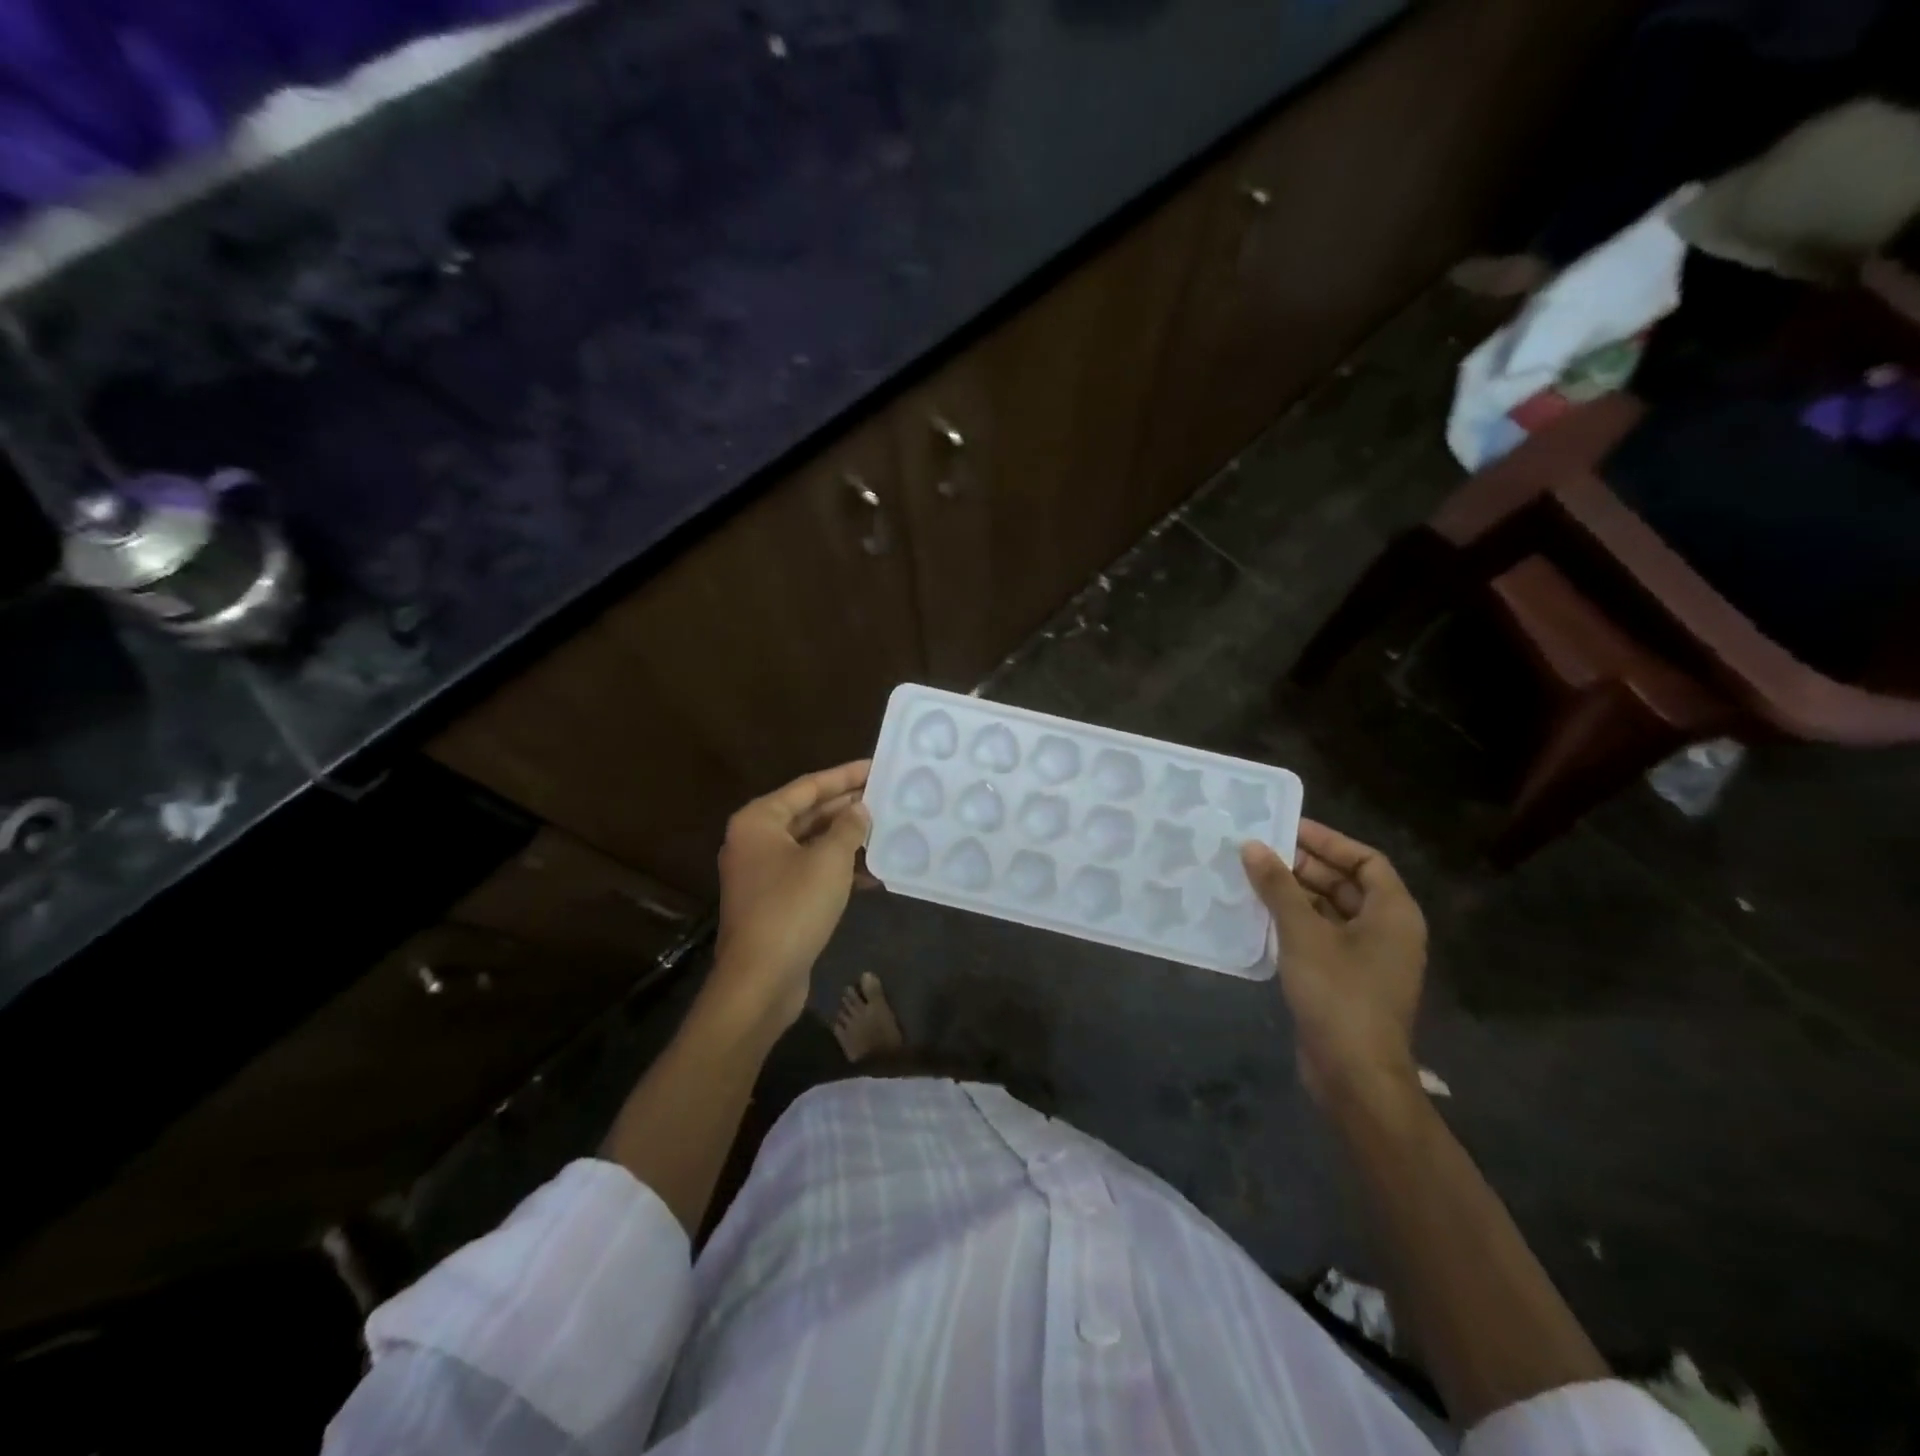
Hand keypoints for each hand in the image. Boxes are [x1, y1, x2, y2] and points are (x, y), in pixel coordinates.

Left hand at [709, 761, 872, 1030]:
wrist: (760, 980)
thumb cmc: (793, 908)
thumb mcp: (829, 861)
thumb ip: (847, 828)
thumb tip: (859, 810)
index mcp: (759, 821)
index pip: (808, 786)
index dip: (845, 775)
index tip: (876, 766)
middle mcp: (755, 841)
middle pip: (808, 813)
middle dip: (847, 807)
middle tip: (886, 796)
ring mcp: (762, 873)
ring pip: (811, 844)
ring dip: (846, 839)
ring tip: (886, 830)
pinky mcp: (774, 901)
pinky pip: (809, 871)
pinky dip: (837, 869)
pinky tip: (872, 872)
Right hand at [1241, 821, 1427, 1107]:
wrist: (1354, 1074)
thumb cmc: (1338, 994)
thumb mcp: (1304, 933)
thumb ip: (1278, 886)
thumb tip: (1253, 846)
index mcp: (1393, 913)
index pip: (1366, 860)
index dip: (1329, 841)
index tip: (1288, 828)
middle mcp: (1388, 931)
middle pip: (1348, 884)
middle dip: (1306, 866)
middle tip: (1261, 851)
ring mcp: (1369, 959)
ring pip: (1332, 911)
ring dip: (1296, 894)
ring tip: (1253, 878)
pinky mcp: (1348, 981)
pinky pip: (1323, 937)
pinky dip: (1296, 922)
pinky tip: (1261, 916)